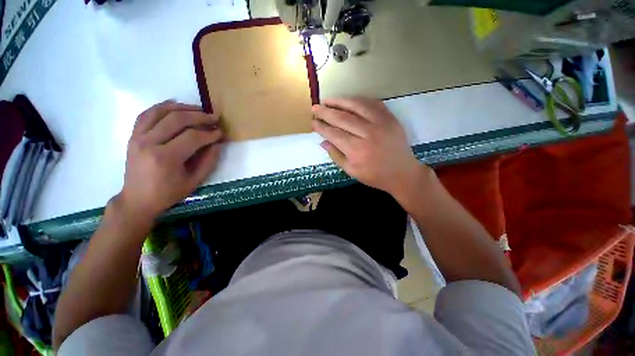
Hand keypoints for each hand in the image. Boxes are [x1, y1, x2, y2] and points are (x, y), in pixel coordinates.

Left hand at [118, 100, 223, 219]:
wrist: (138, 199)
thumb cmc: (168, 193)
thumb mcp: (195, 181)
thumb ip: (209, 161)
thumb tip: (217, 143)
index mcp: (165, 158)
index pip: (192, 137)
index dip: (210, 133)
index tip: (221, 132)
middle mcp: (149, 143)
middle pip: (177, 120)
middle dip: (200, 116)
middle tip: (214, 117)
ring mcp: (138, 137)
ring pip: (161, 112)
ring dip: (183, 108)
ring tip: (199, 109)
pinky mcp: (133, 135)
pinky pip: (147, 114)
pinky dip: (162, 107)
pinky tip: (175, 105)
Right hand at [312, 98, 426, 198]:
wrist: (402, 173)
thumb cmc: (375, 176)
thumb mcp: (352, 171)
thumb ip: (336, 155)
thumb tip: (323, 141)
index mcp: (356, 151)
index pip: (334, 134)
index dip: (322, 127)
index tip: (313, 123)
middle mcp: (367, 134)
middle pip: (342, 118)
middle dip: (325, 112)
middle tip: (315, 108)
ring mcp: (380, 123)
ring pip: (356, 106)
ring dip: (340, 101)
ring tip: (328, 100)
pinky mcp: (390, 118)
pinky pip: (372, 103)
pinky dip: (359, 100)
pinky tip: (349, 100)